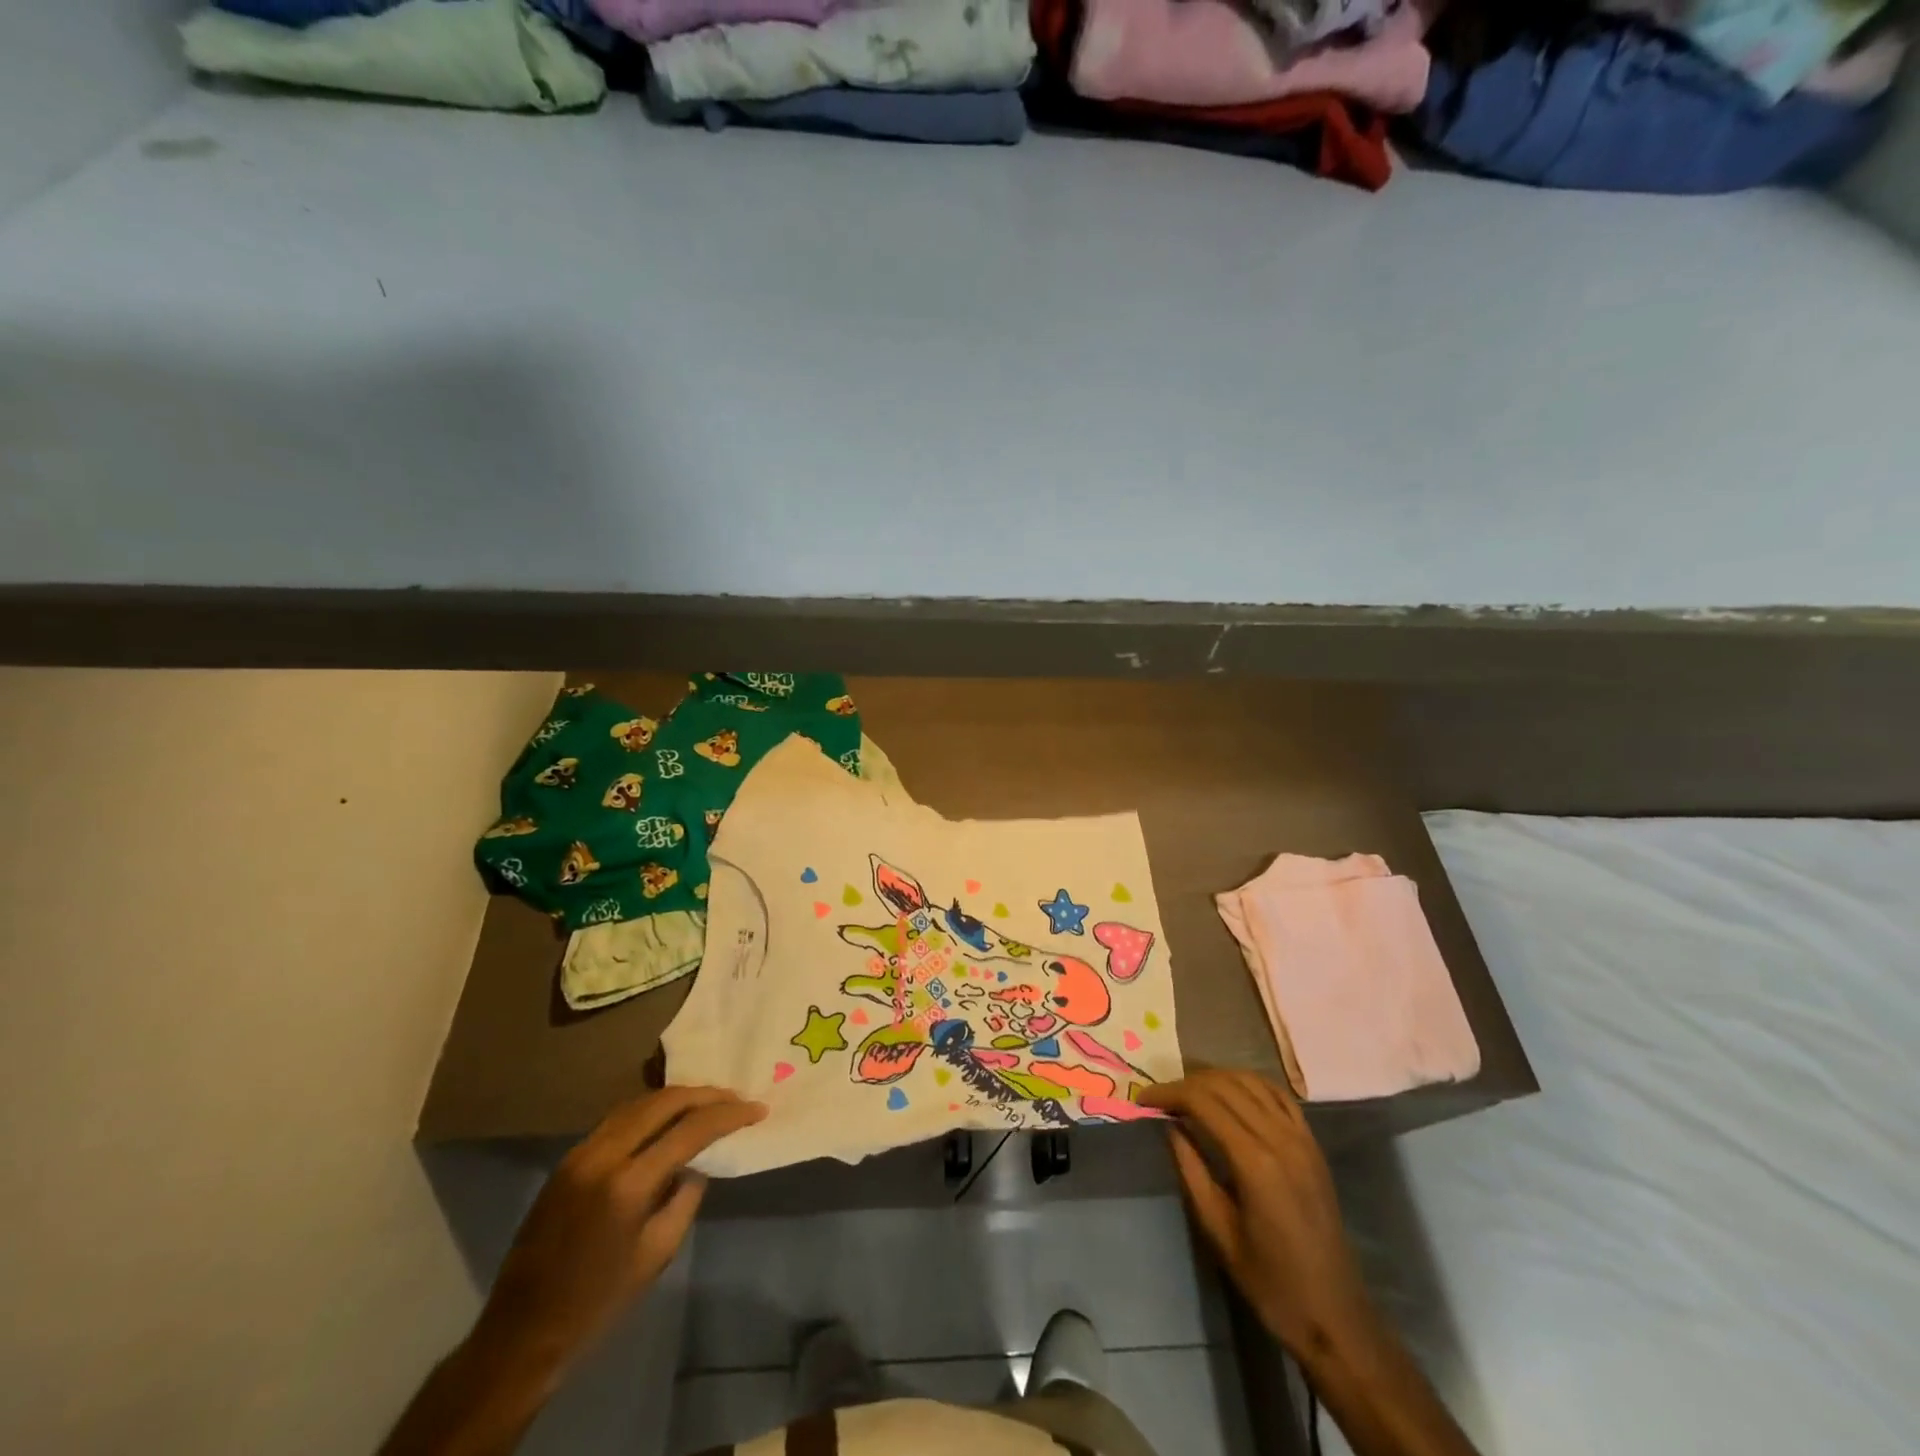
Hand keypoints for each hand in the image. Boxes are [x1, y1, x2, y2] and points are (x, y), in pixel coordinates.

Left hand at [471, 1086, 765, 1379]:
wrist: (521, 1334)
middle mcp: (603, 1156)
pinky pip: (619, 1118)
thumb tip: (697, 1163)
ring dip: (678, 1098)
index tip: (757, 1110)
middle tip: (736, 1098)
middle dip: (706, 1095)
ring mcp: (581, 1153)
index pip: (690, 1130)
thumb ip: (685, 1198)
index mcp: (628, 1184)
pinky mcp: (568, 1159)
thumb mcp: (656, 1254)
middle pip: (664, 1102)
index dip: (728, 1114)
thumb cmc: (597, 1304)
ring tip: (708, 1102)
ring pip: (639, 1103)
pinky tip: (668, 1119)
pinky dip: (650, 1111)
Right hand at [1141, 1070, 1373, 1358]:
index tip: (1143, 1099)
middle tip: (1162, 1098)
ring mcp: (1301, 1138)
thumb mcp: (1218, 1231)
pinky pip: (1279, 1096)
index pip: (1203, 1102)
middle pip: (1225, 1085)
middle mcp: (1279, 1138)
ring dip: (1216, 1078)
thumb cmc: (1270, 1282)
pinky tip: (1233, 1093)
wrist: (1335, 1315)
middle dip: (1187, 1083)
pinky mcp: (1313, 1145)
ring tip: (1191, 1092)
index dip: (1169, 1093)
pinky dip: (1250, 1084)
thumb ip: (1191, 1171)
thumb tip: (1170, 1127)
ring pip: (1252, 1082)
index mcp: (1254, 1161)